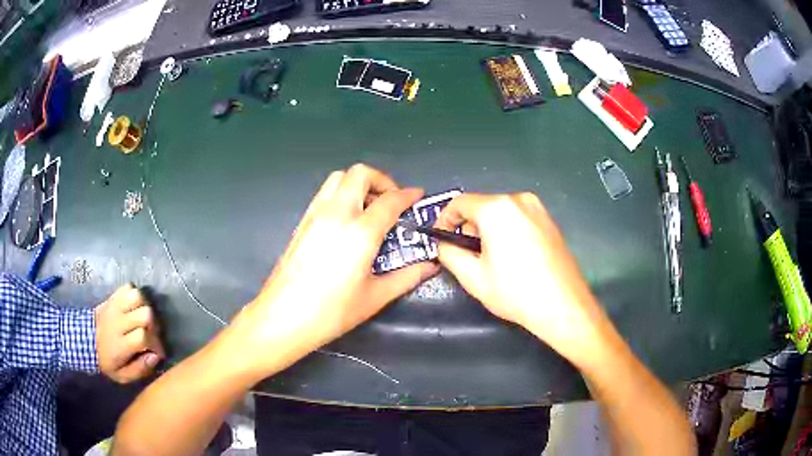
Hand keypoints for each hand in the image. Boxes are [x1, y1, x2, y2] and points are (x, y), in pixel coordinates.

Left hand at [95, 284, 163, 382]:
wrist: (85, 340)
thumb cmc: (107, 361)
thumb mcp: (122, 376)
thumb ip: (140, 369)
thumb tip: (155, 357)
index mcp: (120, 344)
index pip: (143, 336)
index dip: (155, 344)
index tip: (157, 352)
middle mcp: (118, 322)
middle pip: (145, 314)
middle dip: (153, 325)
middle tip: (151, 334)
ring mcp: (114, 307)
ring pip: (138, 297)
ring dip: (145, 307)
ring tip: (143, 319)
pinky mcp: (112, 297)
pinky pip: (128, 287)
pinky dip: (135, 295)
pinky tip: (134, 307)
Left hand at [229, 164, 438, 375]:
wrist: (283, 317)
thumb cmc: (331, 311)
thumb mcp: (375, 297)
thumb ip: (407, 277)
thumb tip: (429, 265)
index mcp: (360, 231)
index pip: (390, 200)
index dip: (408, 194)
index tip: (417, 196)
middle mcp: (337, 213)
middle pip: (360, 174)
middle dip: (381, 180)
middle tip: (391, 202)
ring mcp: (315, 215)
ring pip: (339, 178)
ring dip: (359, 184)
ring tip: (370, 208)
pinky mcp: (302, 222)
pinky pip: (325, 193)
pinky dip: (342, 194)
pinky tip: (347, 220)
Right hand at [435, 193, 612, 366]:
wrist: (564, 306)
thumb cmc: (515, 292)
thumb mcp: (473, 277)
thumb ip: (449, 254)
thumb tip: (444, 243)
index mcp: (497, 208)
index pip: (459, 202)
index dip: (445, 220)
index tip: (442, 240)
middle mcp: (519, 199)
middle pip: (482, 206)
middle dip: (469, 228)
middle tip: (468, 256)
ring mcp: (538, 209)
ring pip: (501, 212)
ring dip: (488, 230)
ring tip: (492, 260)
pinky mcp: (550, 221)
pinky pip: (519, 219)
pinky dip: (508, 231)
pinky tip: (514, 258)